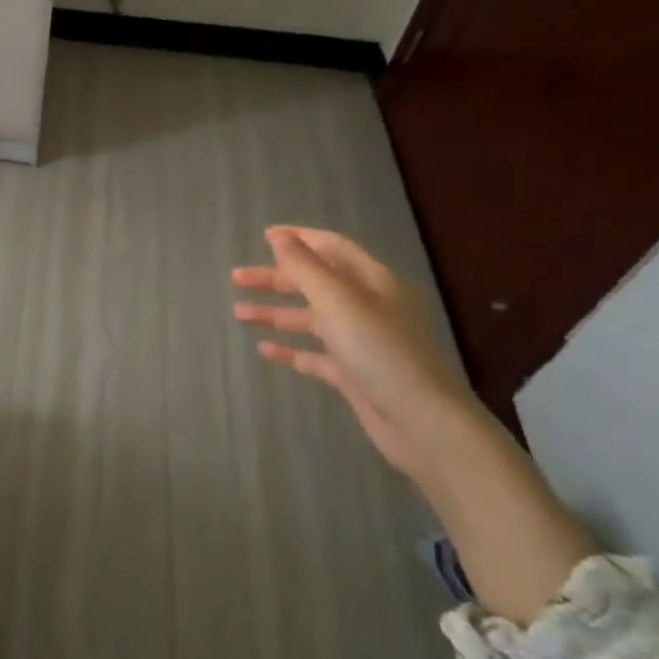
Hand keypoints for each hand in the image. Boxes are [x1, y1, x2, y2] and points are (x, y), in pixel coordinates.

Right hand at [232, 227, 488, 478]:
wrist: (421, 422)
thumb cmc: (380, 351)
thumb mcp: (338, 302)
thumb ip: (305, 267)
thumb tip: (280, 235)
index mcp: (374, 282)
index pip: (332, 248)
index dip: (299, 239)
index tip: (262, 236)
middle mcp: (368, 307)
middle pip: (316, 283)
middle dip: (276, 279)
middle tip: (237, 279)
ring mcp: (361, 342)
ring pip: (311, 319)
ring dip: (276, 313)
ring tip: (239, 313)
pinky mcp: (353, 374)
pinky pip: (315, 355)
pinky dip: (291, 349)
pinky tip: (263, 349)